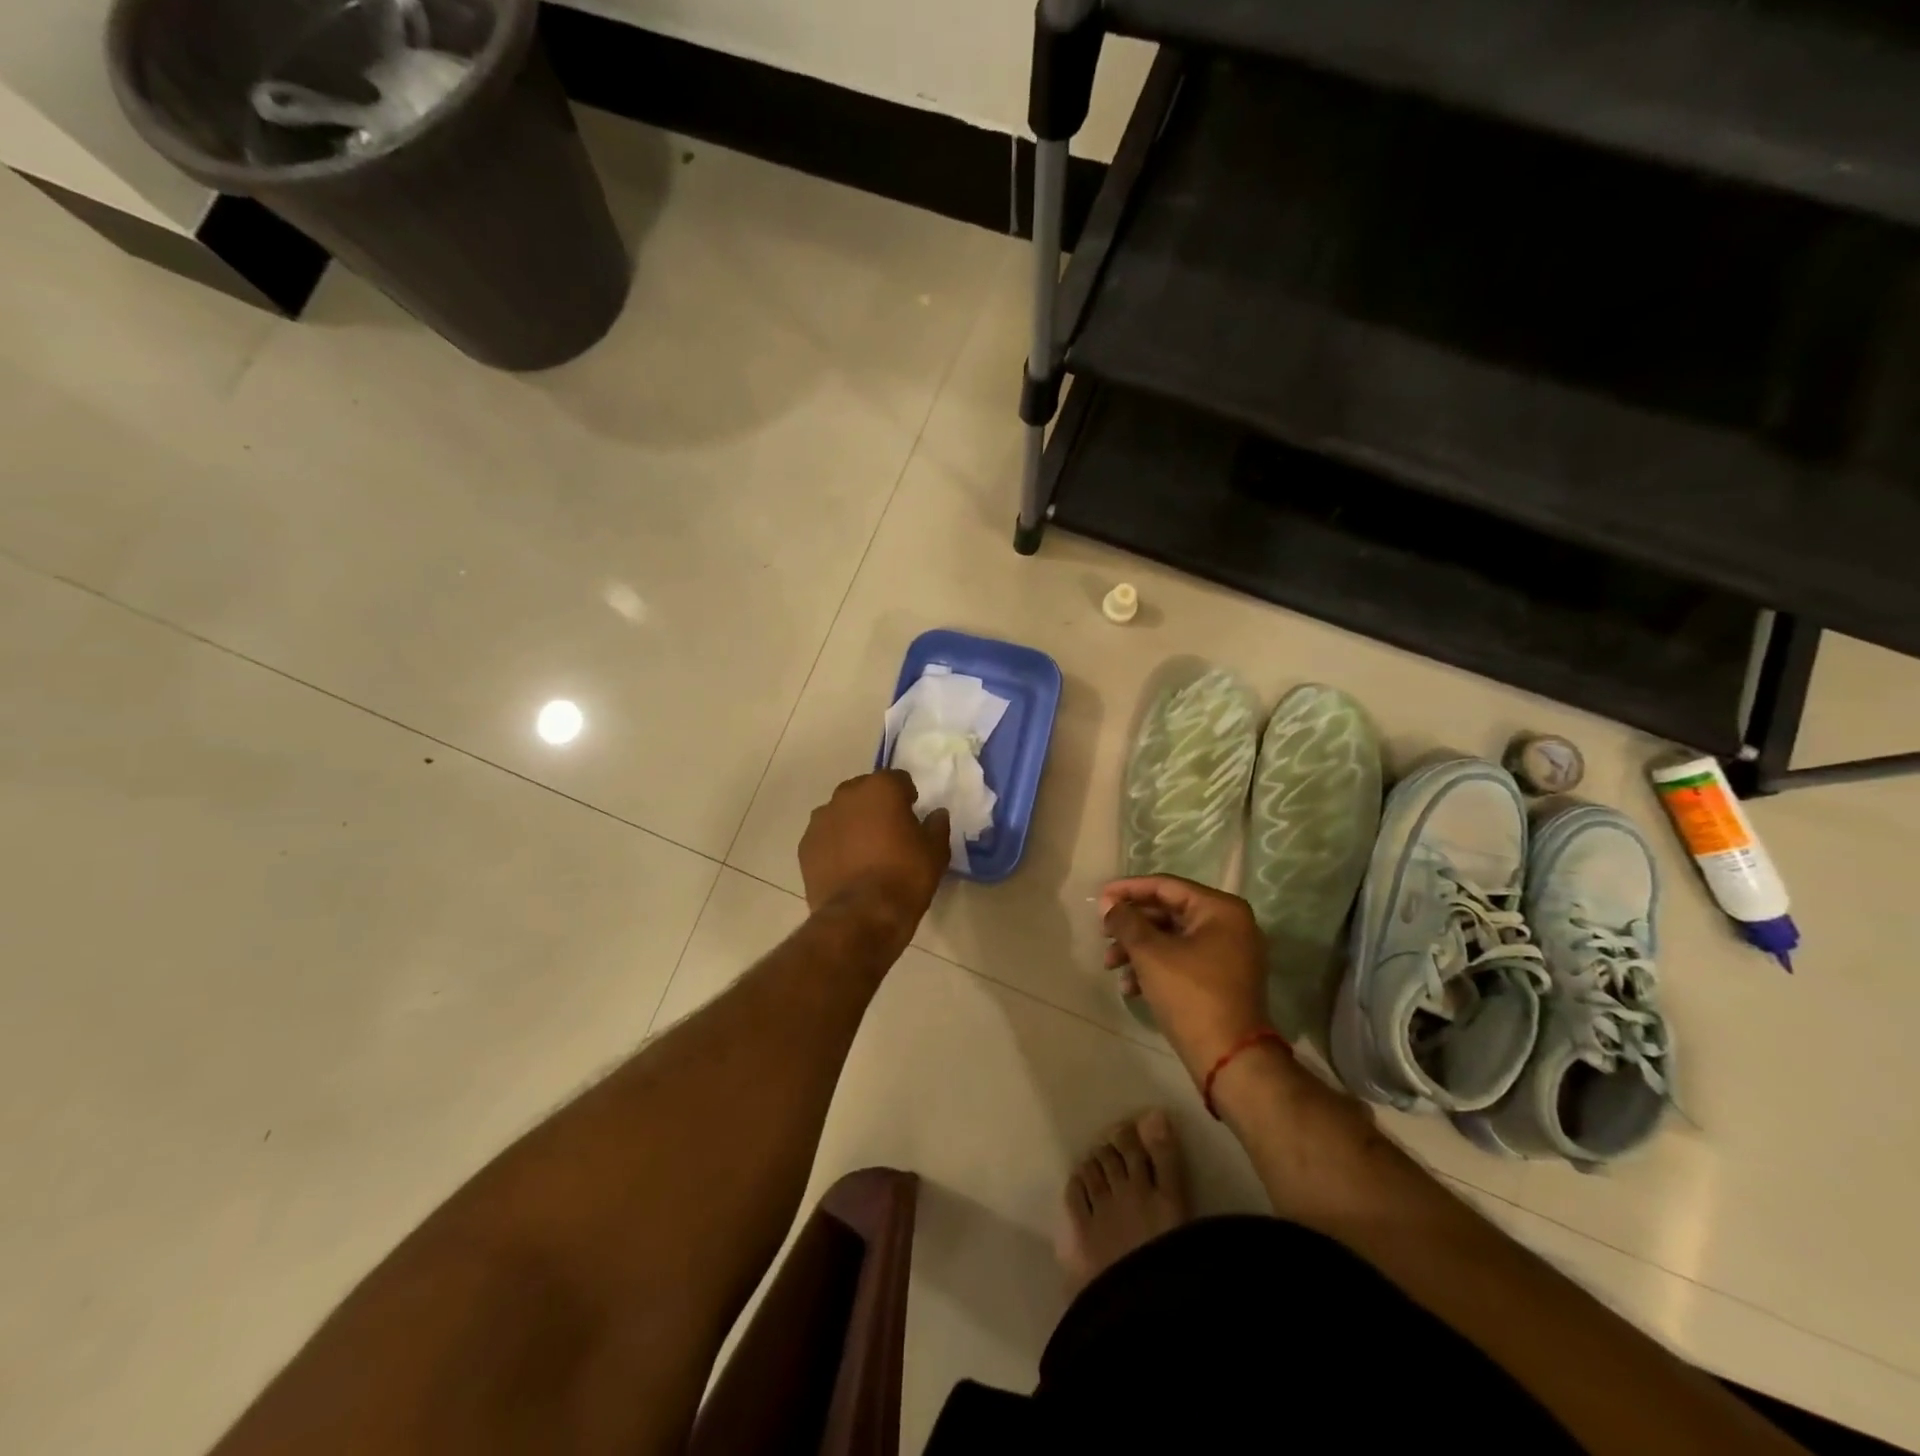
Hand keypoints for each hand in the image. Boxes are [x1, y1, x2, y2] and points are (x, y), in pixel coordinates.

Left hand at [801, 771, 950, 946]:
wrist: (861, 916)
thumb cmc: (905, 876)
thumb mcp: (936, 852)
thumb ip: (937, 826)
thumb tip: (937, 814)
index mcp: (881, 788)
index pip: (898, 780)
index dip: (907, 796)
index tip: (912, 816)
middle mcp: (846, 795)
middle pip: (865, 791)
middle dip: (876, 805)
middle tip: (889, 832)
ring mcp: (821, 820)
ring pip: (841, 813)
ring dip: (852, 823)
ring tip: (864, 851)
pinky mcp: (805, 846)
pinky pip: (825, 837)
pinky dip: (835, 844)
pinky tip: (846, 867)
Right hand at [1101, 876, 1272, 1080]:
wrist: (1230, 1059)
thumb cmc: (1191, 995)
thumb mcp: (1151, 954)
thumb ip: (1126, 922)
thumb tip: (1108, 904)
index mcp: (1220, 910)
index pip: (1165, 886)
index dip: (1128, 890)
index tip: (1099, 898)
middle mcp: (1230, 925)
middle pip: (1168, 912)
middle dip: (1131, 926)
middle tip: (1102, 935)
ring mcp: (1228, 954)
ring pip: (1172, 939)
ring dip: (1138, 949)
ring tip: (1110, 966)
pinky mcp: (1222, 980)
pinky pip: (1182, 960)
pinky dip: (1155, 967)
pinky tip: (1130, 987)